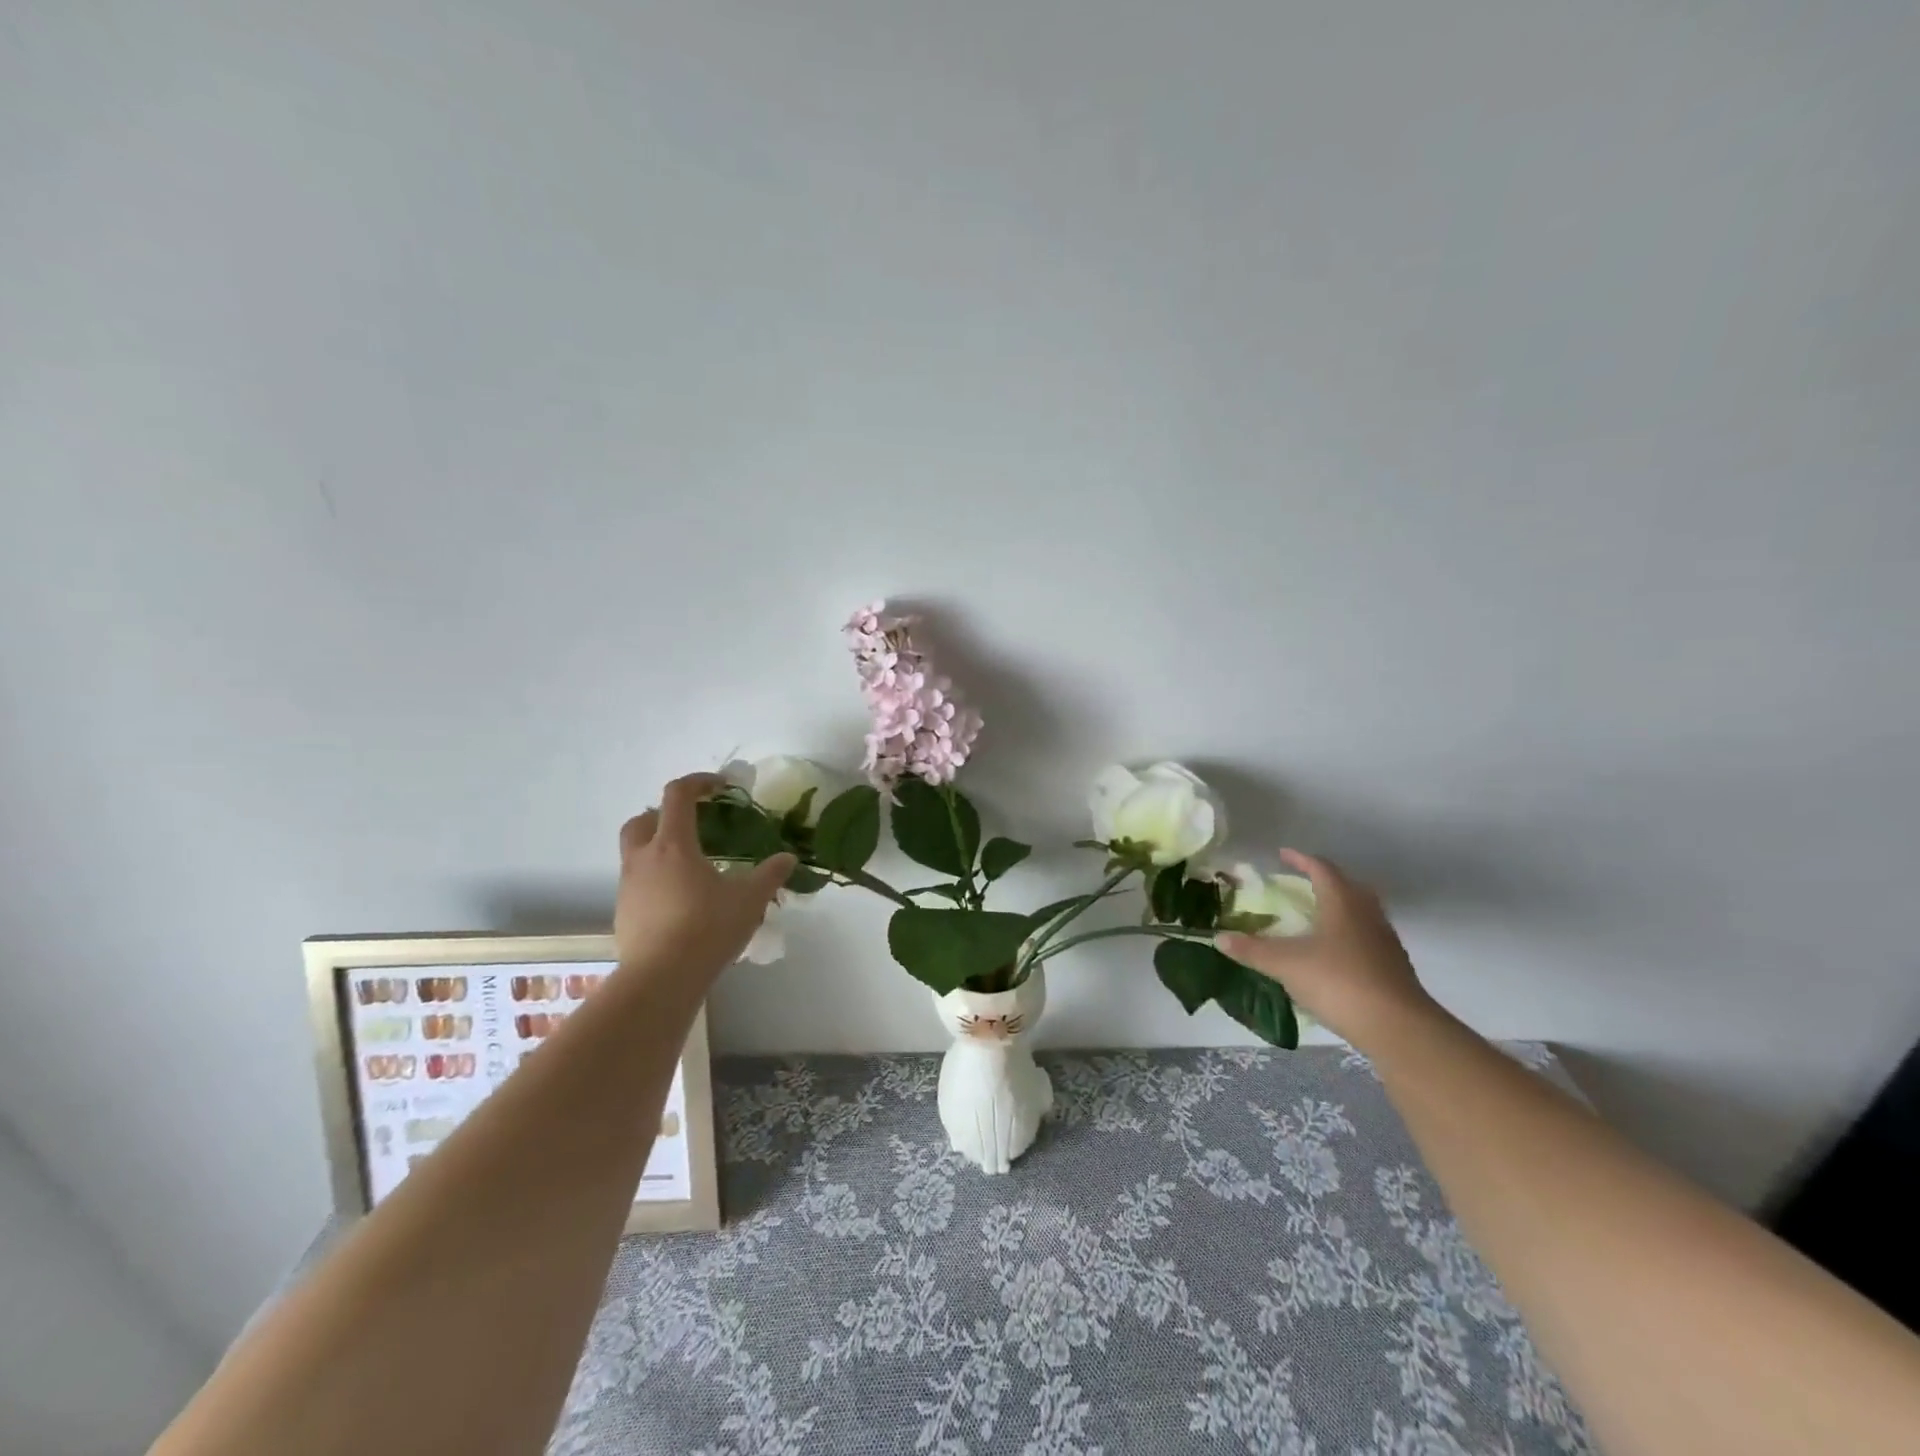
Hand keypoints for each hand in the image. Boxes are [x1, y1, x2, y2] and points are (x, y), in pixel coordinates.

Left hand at [614, 774, 796, 983]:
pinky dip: (655, 879)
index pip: (678, 795)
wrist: (661, 980)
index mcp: (673, 845)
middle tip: (693, 824)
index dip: (699, 782)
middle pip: (643, 819)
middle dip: (665, 813)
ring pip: (635, 852)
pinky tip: (679, 900)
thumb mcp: (749, 900)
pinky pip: (637, 882)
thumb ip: (770, 874)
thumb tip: (788, 858)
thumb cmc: (707, 929)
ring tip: (690, 866)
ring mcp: (629, 887)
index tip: (721, 786)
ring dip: (658, 847)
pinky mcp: (623, 913)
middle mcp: (644, 858)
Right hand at [1216, 849, 1439, 1048]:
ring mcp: (1384, 941)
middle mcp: (1367, 914)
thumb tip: (1218, 938)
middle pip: (1347, 886)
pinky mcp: (1392, 967)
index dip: (1300, 859)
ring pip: (1360, 912)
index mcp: (1342, 902)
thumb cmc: (1339, 981)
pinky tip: (1331, 955)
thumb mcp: (1286, 964)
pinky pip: (1366, 938)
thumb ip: (1252, 950)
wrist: (1398, 1028)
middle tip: (1300, 884)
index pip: (1321, 869)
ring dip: (1338, 908)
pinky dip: (1347, 936)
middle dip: (1323, 881)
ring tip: (1313, 918)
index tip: (1282, 854)